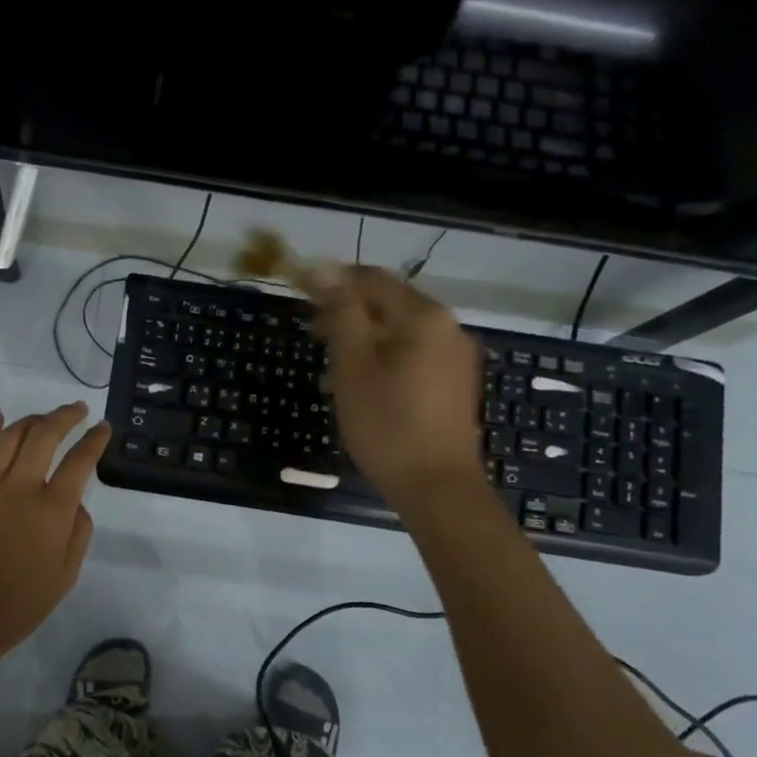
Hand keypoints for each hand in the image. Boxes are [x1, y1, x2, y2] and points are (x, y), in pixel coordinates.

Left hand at [0, 402, 110, 663]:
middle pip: (44, 436)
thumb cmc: (20, 605)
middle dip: (64, 416)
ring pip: (10, 437)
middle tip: (78, 410)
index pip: (79, 461)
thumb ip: (78, 532)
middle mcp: (20, 488)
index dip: (94, 440)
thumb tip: (74, 501)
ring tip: (44, 417)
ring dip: (31, 420)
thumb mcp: (66, 575)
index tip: (103, 428)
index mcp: (52, 510)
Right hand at [307, 264, 482, 502]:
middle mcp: (448, 326)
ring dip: (365, 338)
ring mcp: (457, 356)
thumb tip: (324, 269)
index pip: (371, 279)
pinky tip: (365, 384)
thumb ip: (341, 313)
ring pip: (401, 331)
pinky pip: (415, 354)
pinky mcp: (457, 382)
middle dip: (348, 313)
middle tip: (312, 335)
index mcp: (423, 315)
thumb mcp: (353, 365)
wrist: (436, 487)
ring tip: (333, 365)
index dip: (332, 282)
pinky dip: (385, 357)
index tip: (299, 295)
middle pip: (389, 303)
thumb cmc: (387, 424)